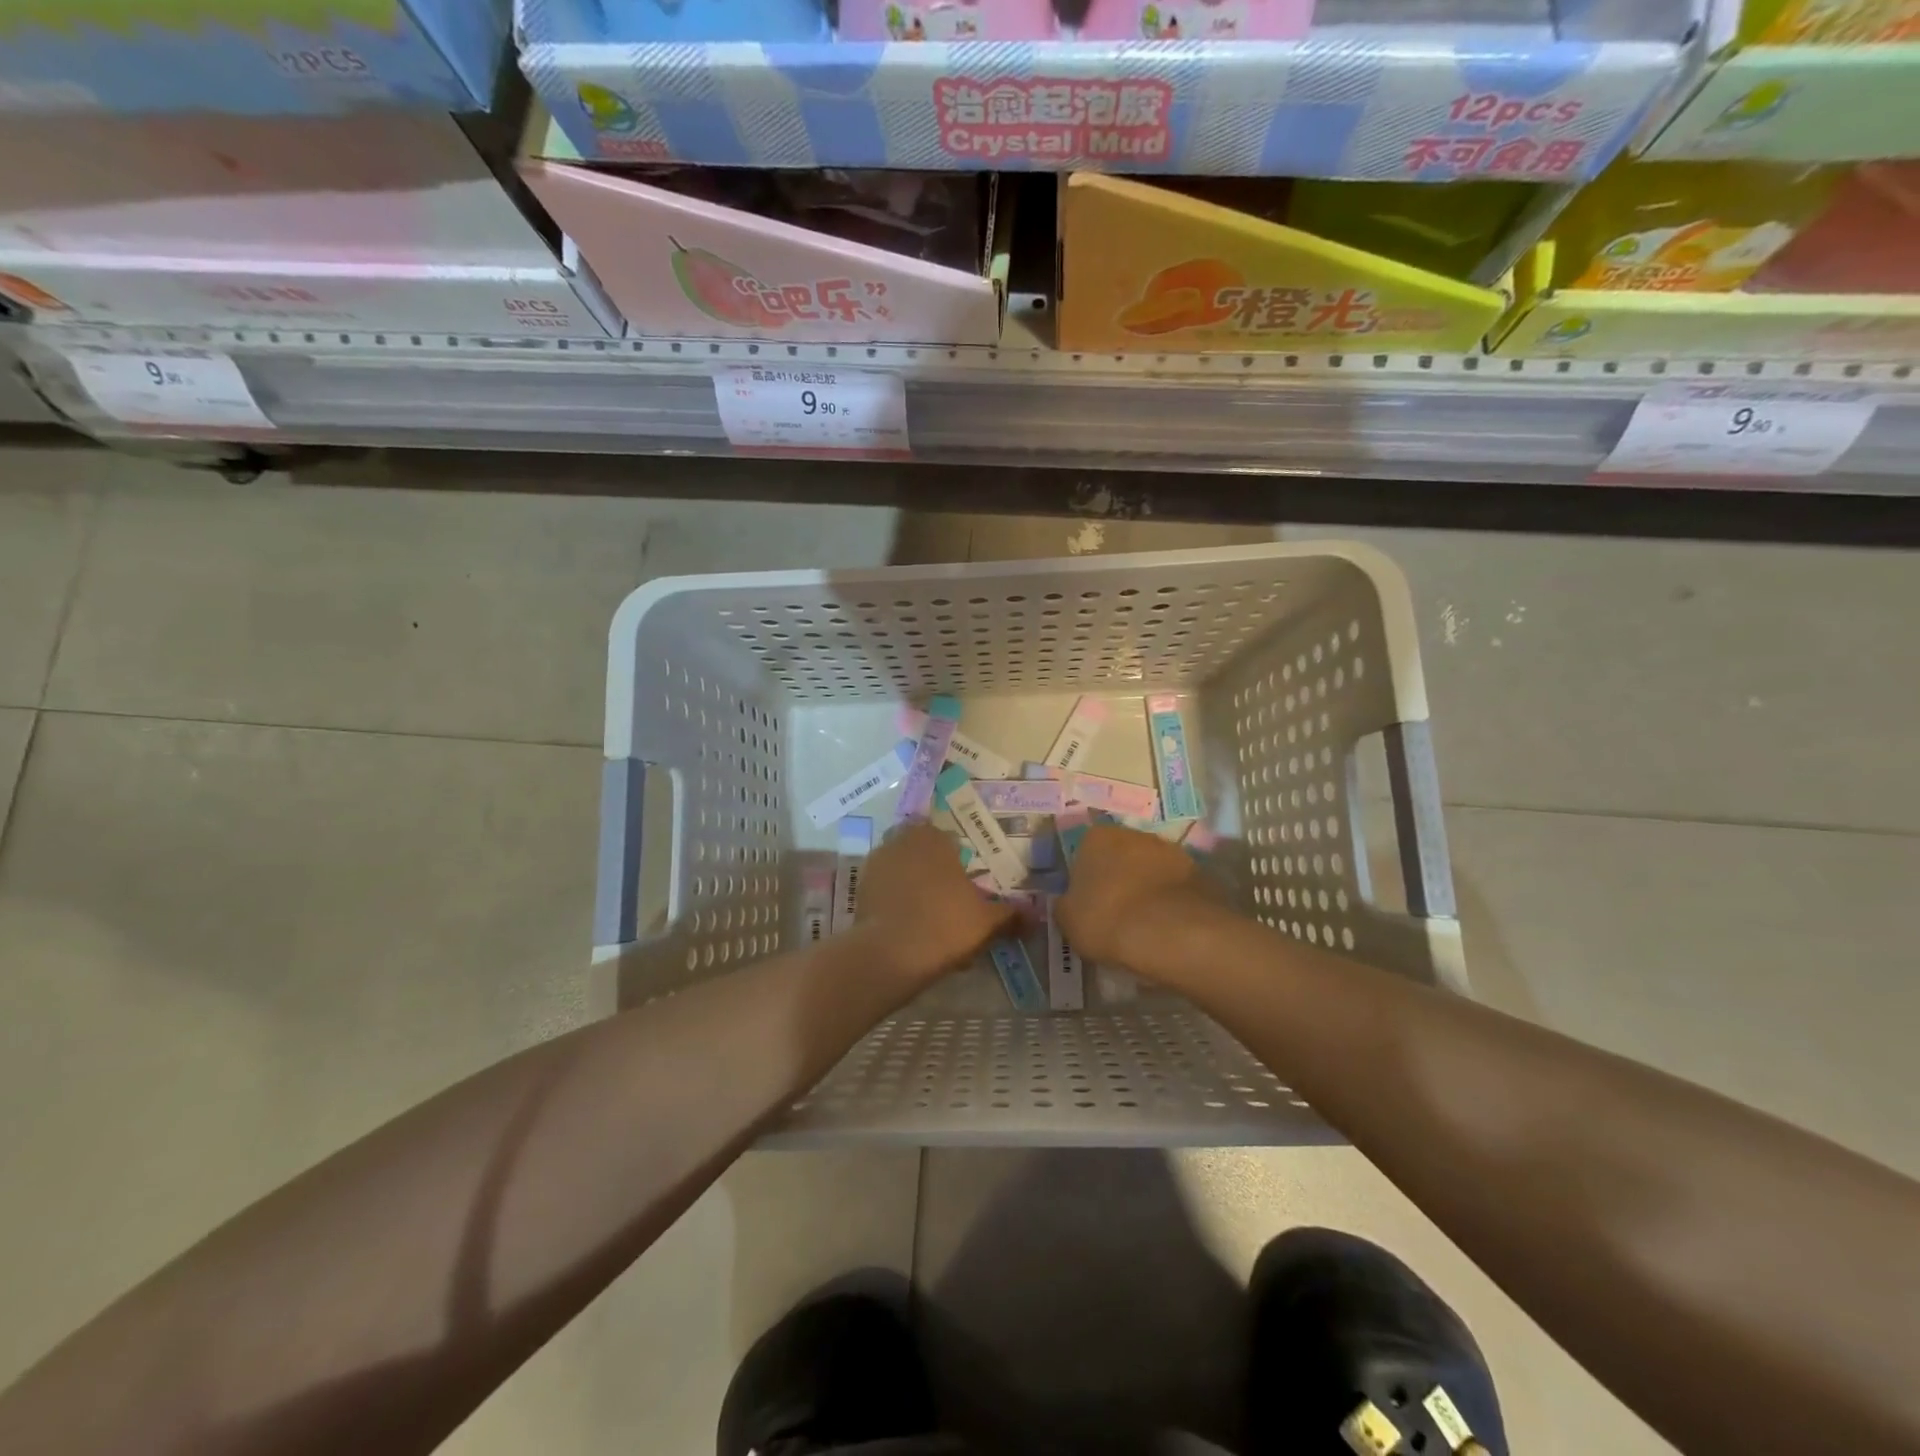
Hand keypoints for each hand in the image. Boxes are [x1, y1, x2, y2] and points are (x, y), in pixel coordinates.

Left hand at [856, 823, 1017, 982]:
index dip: (960, 862)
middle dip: (936, 874)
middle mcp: (902, 841)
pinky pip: (887, 892)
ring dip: (916, 890)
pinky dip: (898, 905)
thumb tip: (1036, 915)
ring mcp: (876, 864)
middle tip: (952, 903)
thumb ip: (1012, 915)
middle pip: (925, 855)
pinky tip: (912, 930)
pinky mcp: (860, 890)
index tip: (969, 884)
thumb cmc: (945, 924)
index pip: (950, 840)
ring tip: (932, 921)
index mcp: (934, 837)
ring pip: (904, 873)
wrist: (890, 954)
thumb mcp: (987, 922)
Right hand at [1057, 824, 1203, 966]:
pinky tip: (1167, 928)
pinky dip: (1171, 903)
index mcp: (1096, 837)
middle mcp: (1134, 834)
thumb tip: (1070, 903)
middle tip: (1115, 914)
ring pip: (1151, 870)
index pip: (1084, 852)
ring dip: (1147, 889)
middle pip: (1120, 856)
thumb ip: (1065, 906)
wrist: (1174, 933)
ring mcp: (1171, 851)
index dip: (1086, 880)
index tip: (1088, 905)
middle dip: (1118, 879)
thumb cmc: (1109, 919)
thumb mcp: (1068, 921)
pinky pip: (1176, 888)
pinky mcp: (1200, 873)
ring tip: (1144, 926)